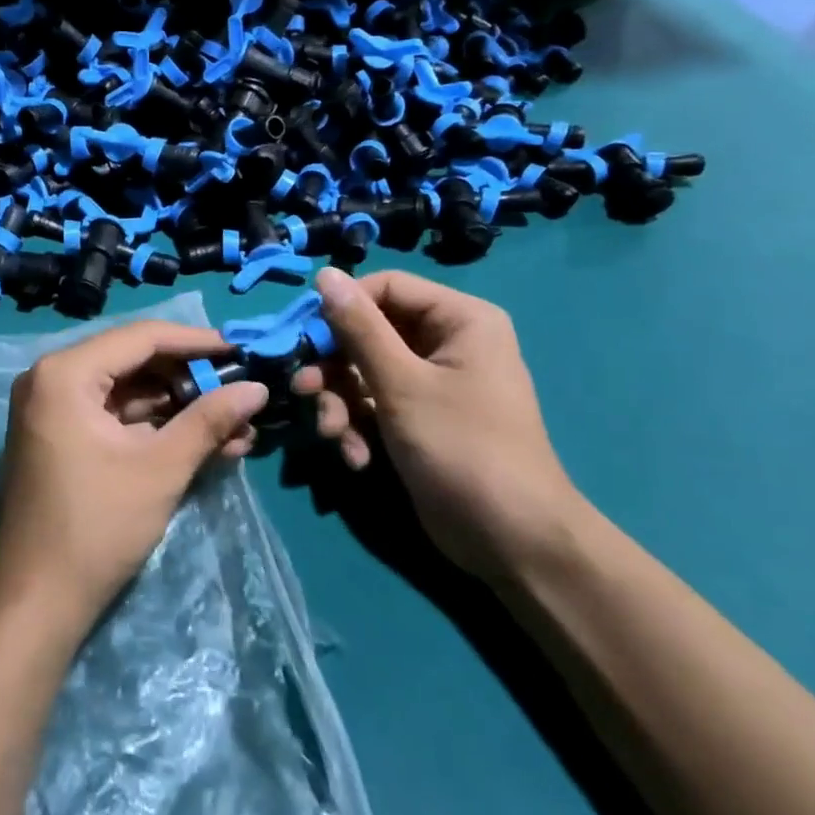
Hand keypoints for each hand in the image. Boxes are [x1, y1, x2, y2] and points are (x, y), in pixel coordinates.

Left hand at [0, 321, 267, 638]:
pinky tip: (207, 442)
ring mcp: (54, 409)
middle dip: (192, 380)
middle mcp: (52, 378)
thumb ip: (209, 420)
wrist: (38, 600)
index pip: (141, 337)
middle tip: (242, 392)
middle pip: (135, 362)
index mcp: (66, 373)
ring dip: (181, 408)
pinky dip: (157, 427)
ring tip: (238, 425)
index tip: (242, 352)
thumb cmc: (97, 526)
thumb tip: (260, 388)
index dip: (196, 343)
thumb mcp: (161, 468)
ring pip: (129, 391)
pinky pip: (116, 417)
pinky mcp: (62, 437)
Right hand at [292, 268, 588, 579]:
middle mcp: (446, 343)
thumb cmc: (461, 447)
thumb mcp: (402, 384)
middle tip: (305, 391)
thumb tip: (325, 274)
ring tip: (333, 435)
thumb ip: (359, 328)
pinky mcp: (418, 419)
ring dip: (341, 404)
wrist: (510, 540)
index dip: (341, 309)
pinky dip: (359, 428)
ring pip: (364, 373)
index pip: (385, 288)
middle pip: (369, 333)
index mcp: (458, 319)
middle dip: (335, 368)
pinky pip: (375, 406)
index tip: (304, 338)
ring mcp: (431, 384)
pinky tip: (357, 458)